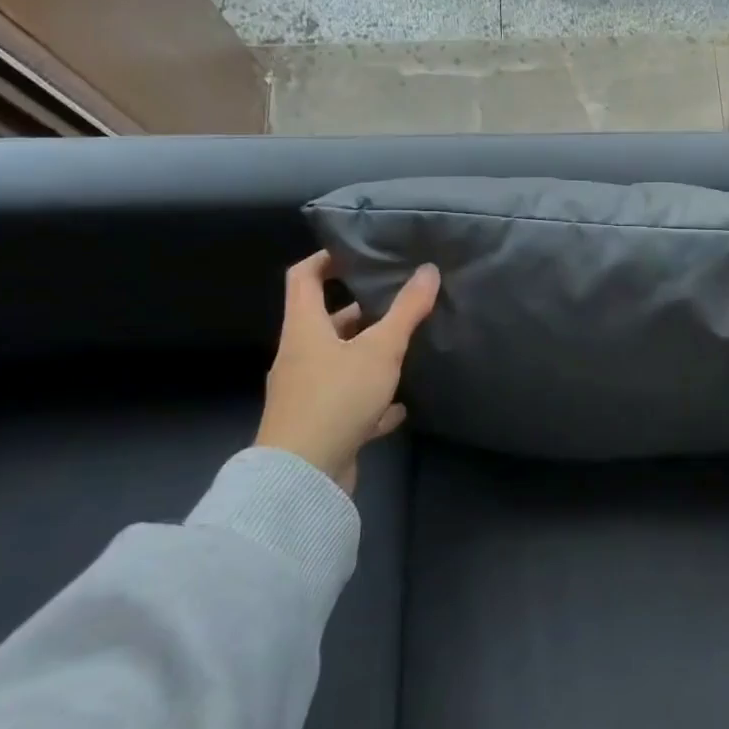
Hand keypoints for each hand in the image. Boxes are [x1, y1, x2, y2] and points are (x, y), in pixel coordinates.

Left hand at [254, 250, 439, 491]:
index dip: (325, 259)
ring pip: (339, 363)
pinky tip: (398, 408)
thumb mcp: (380, 349)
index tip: (355, 252)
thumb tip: (428, 270)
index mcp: (304, 329)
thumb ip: (406, 310)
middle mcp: (299, 356)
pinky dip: (371, 401)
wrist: (302, 477)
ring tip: (404, 349)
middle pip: (326, 322)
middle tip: (396, 301)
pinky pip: (347, 403)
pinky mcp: (318, 425)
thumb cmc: (337, 397)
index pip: (303, 278)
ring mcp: (306, 393)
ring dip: (367, 356)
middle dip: (360, 311)